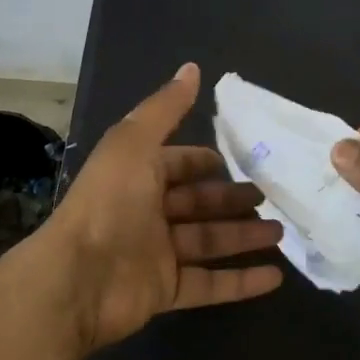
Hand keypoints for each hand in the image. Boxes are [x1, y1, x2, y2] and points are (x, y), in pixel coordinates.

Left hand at [39, 64, 283, 355]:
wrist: (77, 280)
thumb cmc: (109, 203)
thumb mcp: (135, 143)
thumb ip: (166, 108)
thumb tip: (192, 67)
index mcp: (138, 175)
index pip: (178, 164)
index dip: (205, 162)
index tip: (241, 161)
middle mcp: (147, 212)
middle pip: (198, 203)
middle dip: (232, 199)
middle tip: (270, 198)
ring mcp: (157, 254)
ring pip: (209, 241)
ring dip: (244, 237)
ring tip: (281, 231)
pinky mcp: (166, 291)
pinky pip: (210, 285)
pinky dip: (241, 282)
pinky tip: (275, 276)